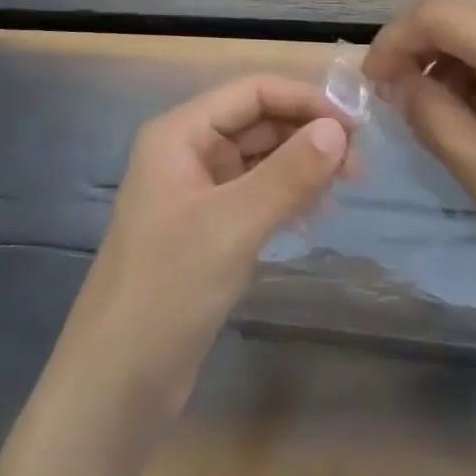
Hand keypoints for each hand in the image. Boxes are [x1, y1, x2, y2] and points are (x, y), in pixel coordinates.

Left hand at [61, 75, 350, 419]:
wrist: (117, 383)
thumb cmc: (169, 289)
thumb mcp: (234, 225)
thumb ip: (289, 173)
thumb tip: (340, 129)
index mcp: (180, 133)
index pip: (252, 91)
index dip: (305, 100)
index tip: (355, 126)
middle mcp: (188, 151)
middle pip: (258, 121)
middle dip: (307, 134)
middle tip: (357, 167)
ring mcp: (197, 191)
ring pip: (260, 158)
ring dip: (301, 165)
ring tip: (343, 189)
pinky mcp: (207, 228)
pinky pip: (255, 193)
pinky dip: (287, 195)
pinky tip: (313, 215)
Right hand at [363, 0, 475, 319]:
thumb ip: (433, 118)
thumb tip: (395, 83)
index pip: (439, 13)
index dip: (394, 40)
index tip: (370, 85)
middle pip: (460, 11)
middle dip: (415, 45)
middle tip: (390, 95)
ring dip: (444, 59)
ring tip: (428, 112)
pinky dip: (474, 72)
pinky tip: (471, 116)